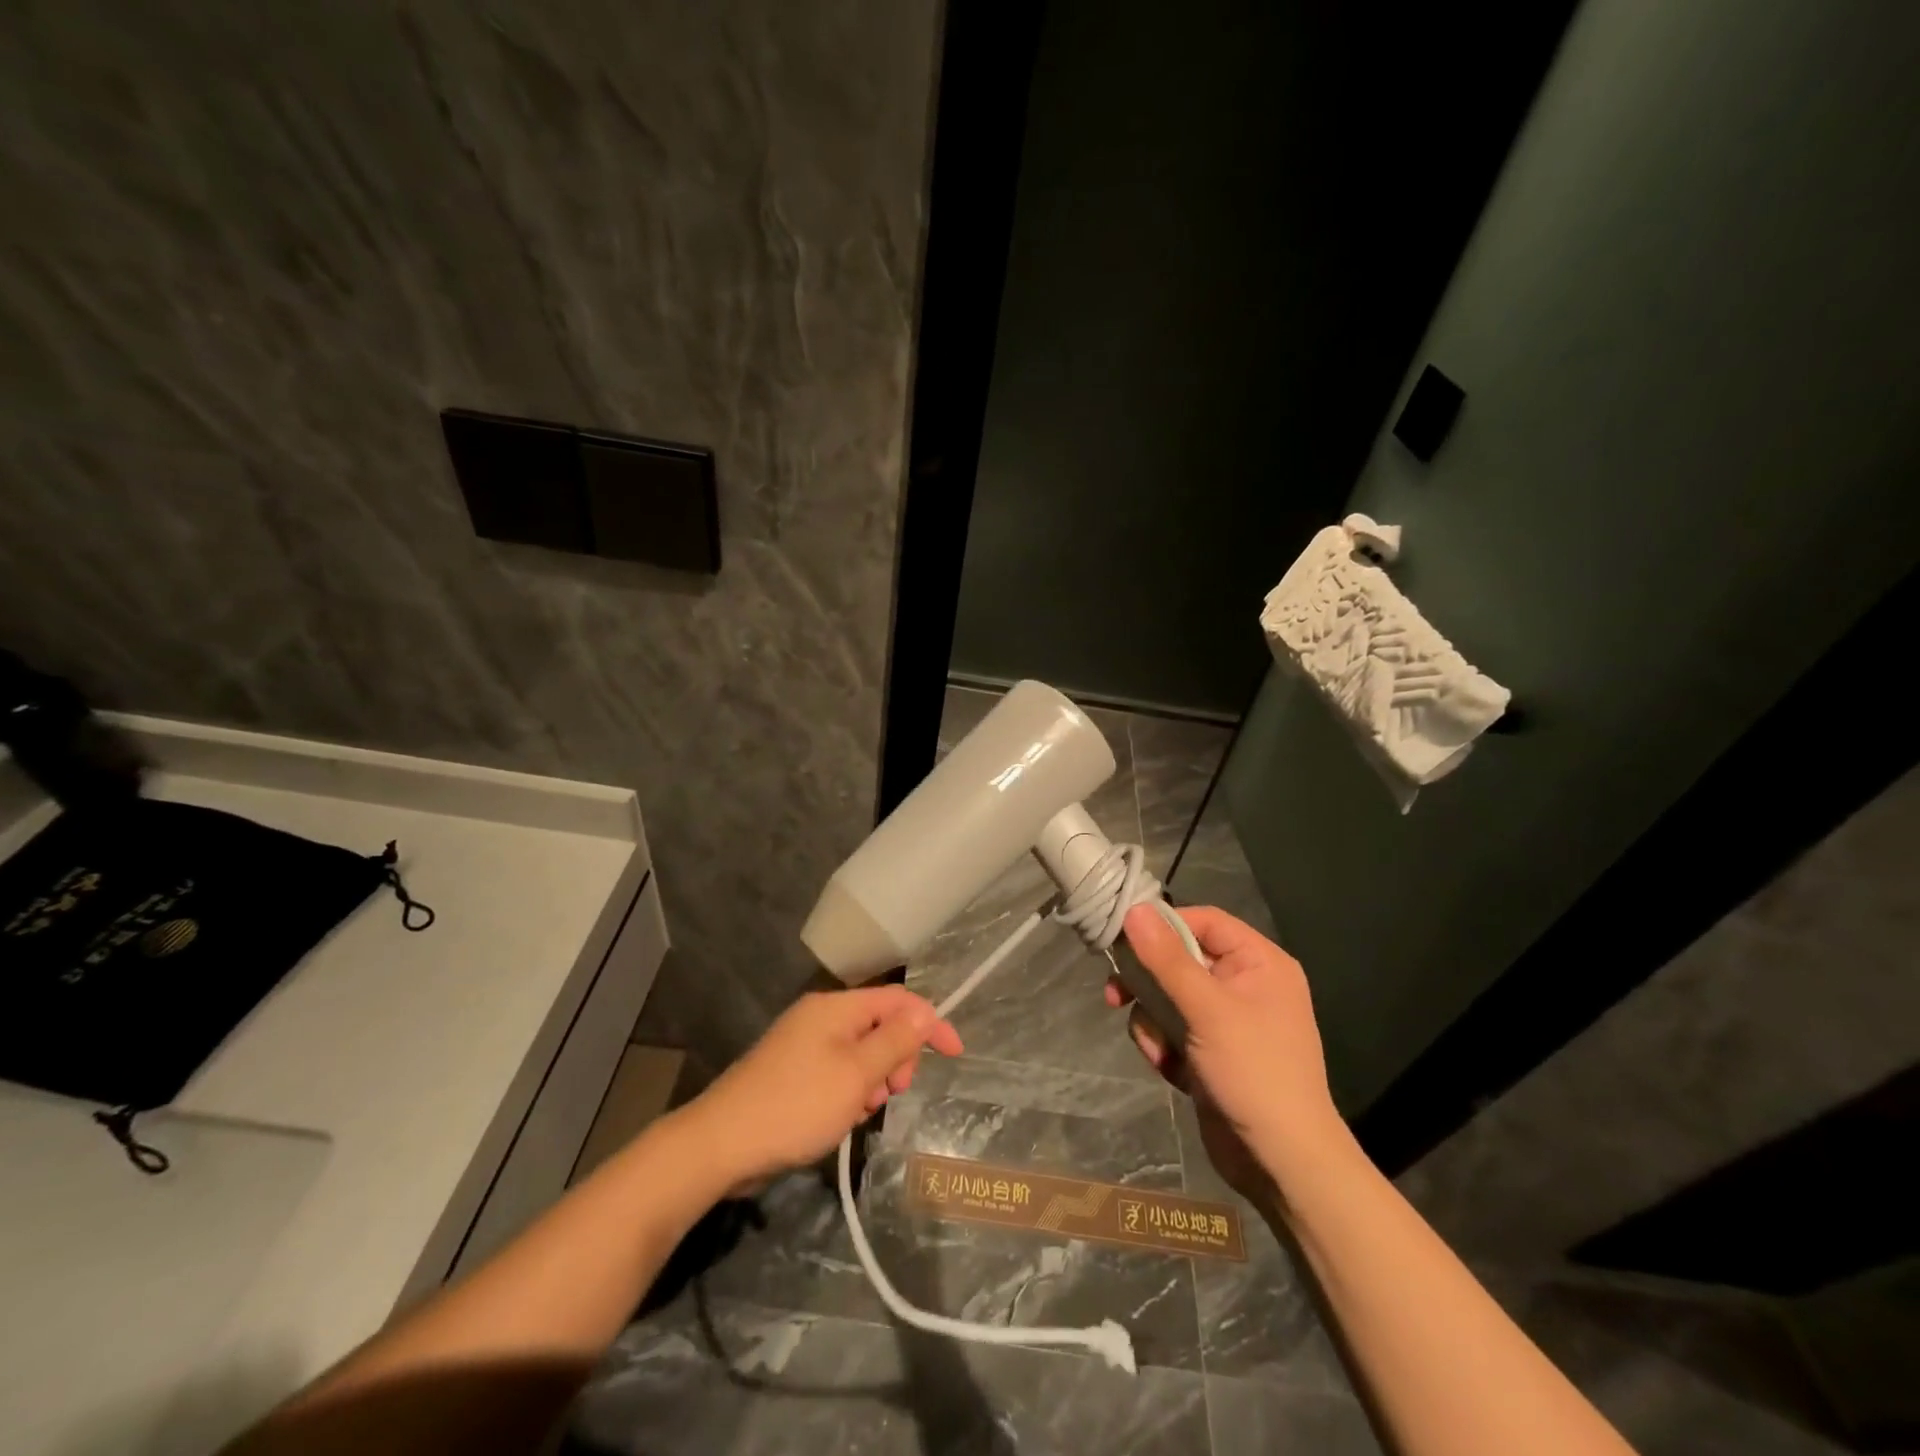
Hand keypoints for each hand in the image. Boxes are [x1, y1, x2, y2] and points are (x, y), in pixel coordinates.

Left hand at [686, 986, 962, 1188]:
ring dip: (873, 1079)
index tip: (955, 1054)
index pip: (898, 1000)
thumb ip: (894, 1042)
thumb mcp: (856, 1075)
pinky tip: (841, 1118)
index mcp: (836, 1008)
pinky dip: (849, 1090)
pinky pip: (837, 1071)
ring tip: (861, 1111)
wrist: (720, 1144)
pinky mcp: (791, 1071)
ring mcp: (802, 1044)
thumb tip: (924, 1012)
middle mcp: (820, 1017)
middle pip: (879, 1024)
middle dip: (897, 1057)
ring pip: (860, 1052)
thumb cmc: (796, 1106)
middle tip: (893, 1093)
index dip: (930, 1022)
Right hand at [1106, 905, 1346, 1199]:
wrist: (1281, 1164)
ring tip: (1158, 1049)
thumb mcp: (1207, 1009)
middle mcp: (1245, 984)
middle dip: (1148, 982)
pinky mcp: (1211, 1051)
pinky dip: (1163, 1046)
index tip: (1123, 939)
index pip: (1203, 921)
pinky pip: (1173, 1029)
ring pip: (1169, 997)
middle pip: (1179, 959)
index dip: (1163, 926)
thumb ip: (1167, 959)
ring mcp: (1227, 1020)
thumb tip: (1135, 909)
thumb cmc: (1253, 1072)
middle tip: (1115, 995)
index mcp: (1259, 963)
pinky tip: (1169, 1070)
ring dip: (1153, 1021)